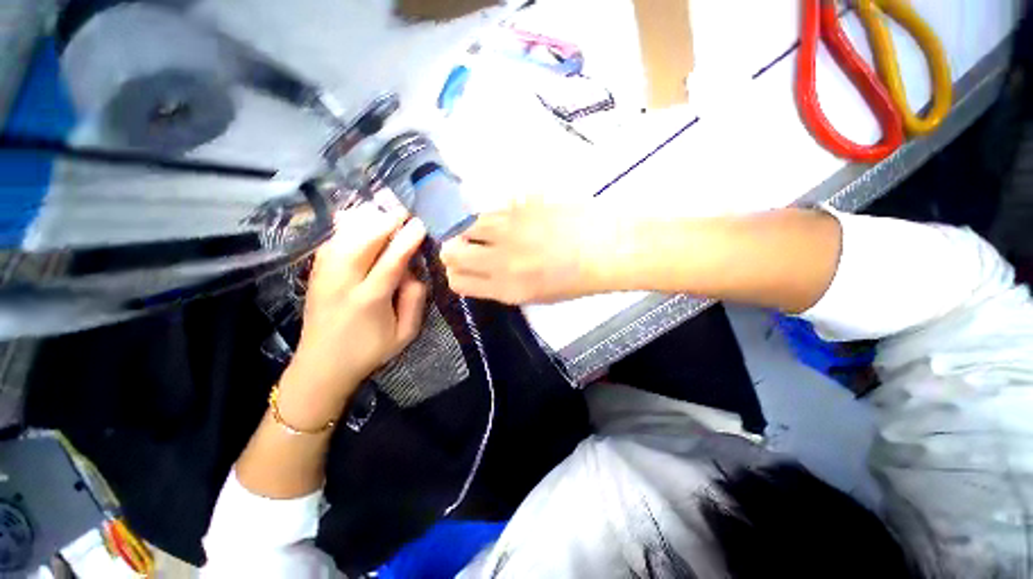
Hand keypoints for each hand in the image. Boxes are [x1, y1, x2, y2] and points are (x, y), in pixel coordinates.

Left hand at [279, 205, 427, 426]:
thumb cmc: (369, 352)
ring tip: (384, 209)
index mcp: (369, 301)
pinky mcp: (315, 276)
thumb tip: (413, 273)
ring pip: (343, 238)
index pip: (390, 262)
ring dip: (365, 220)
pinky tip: (358, 219)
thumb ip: (414, 302)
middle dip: (385, 222)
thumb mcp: (405, 334)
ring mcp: (324, 277)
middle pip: (362, 243)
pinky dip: (346, 227)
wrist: (321, 367)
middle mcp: (342, 284)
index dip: (406, 240)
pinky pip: (330, 243)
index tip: (420, 223)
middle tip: (404, 208)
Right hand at [441, 197, 614, 303]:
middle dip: (454, 250)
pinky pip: (492, 208)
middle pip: (451, 252)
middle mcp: (500, 260)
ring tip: (493, 230)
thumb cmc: (576, 279)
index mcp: (506, 289)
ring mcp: (508, 229)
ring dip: (473, 229)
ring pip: (467, 225)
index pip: (457, 281)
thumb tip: (481, 270)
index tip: (463, 267)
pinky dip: (497, 215)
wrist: (606, 248)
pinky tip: (515, 219)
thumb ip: (502, 285)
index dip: (456, 274)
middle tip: (467, 246)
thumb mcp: (537, 296)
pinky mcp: (519, 204)